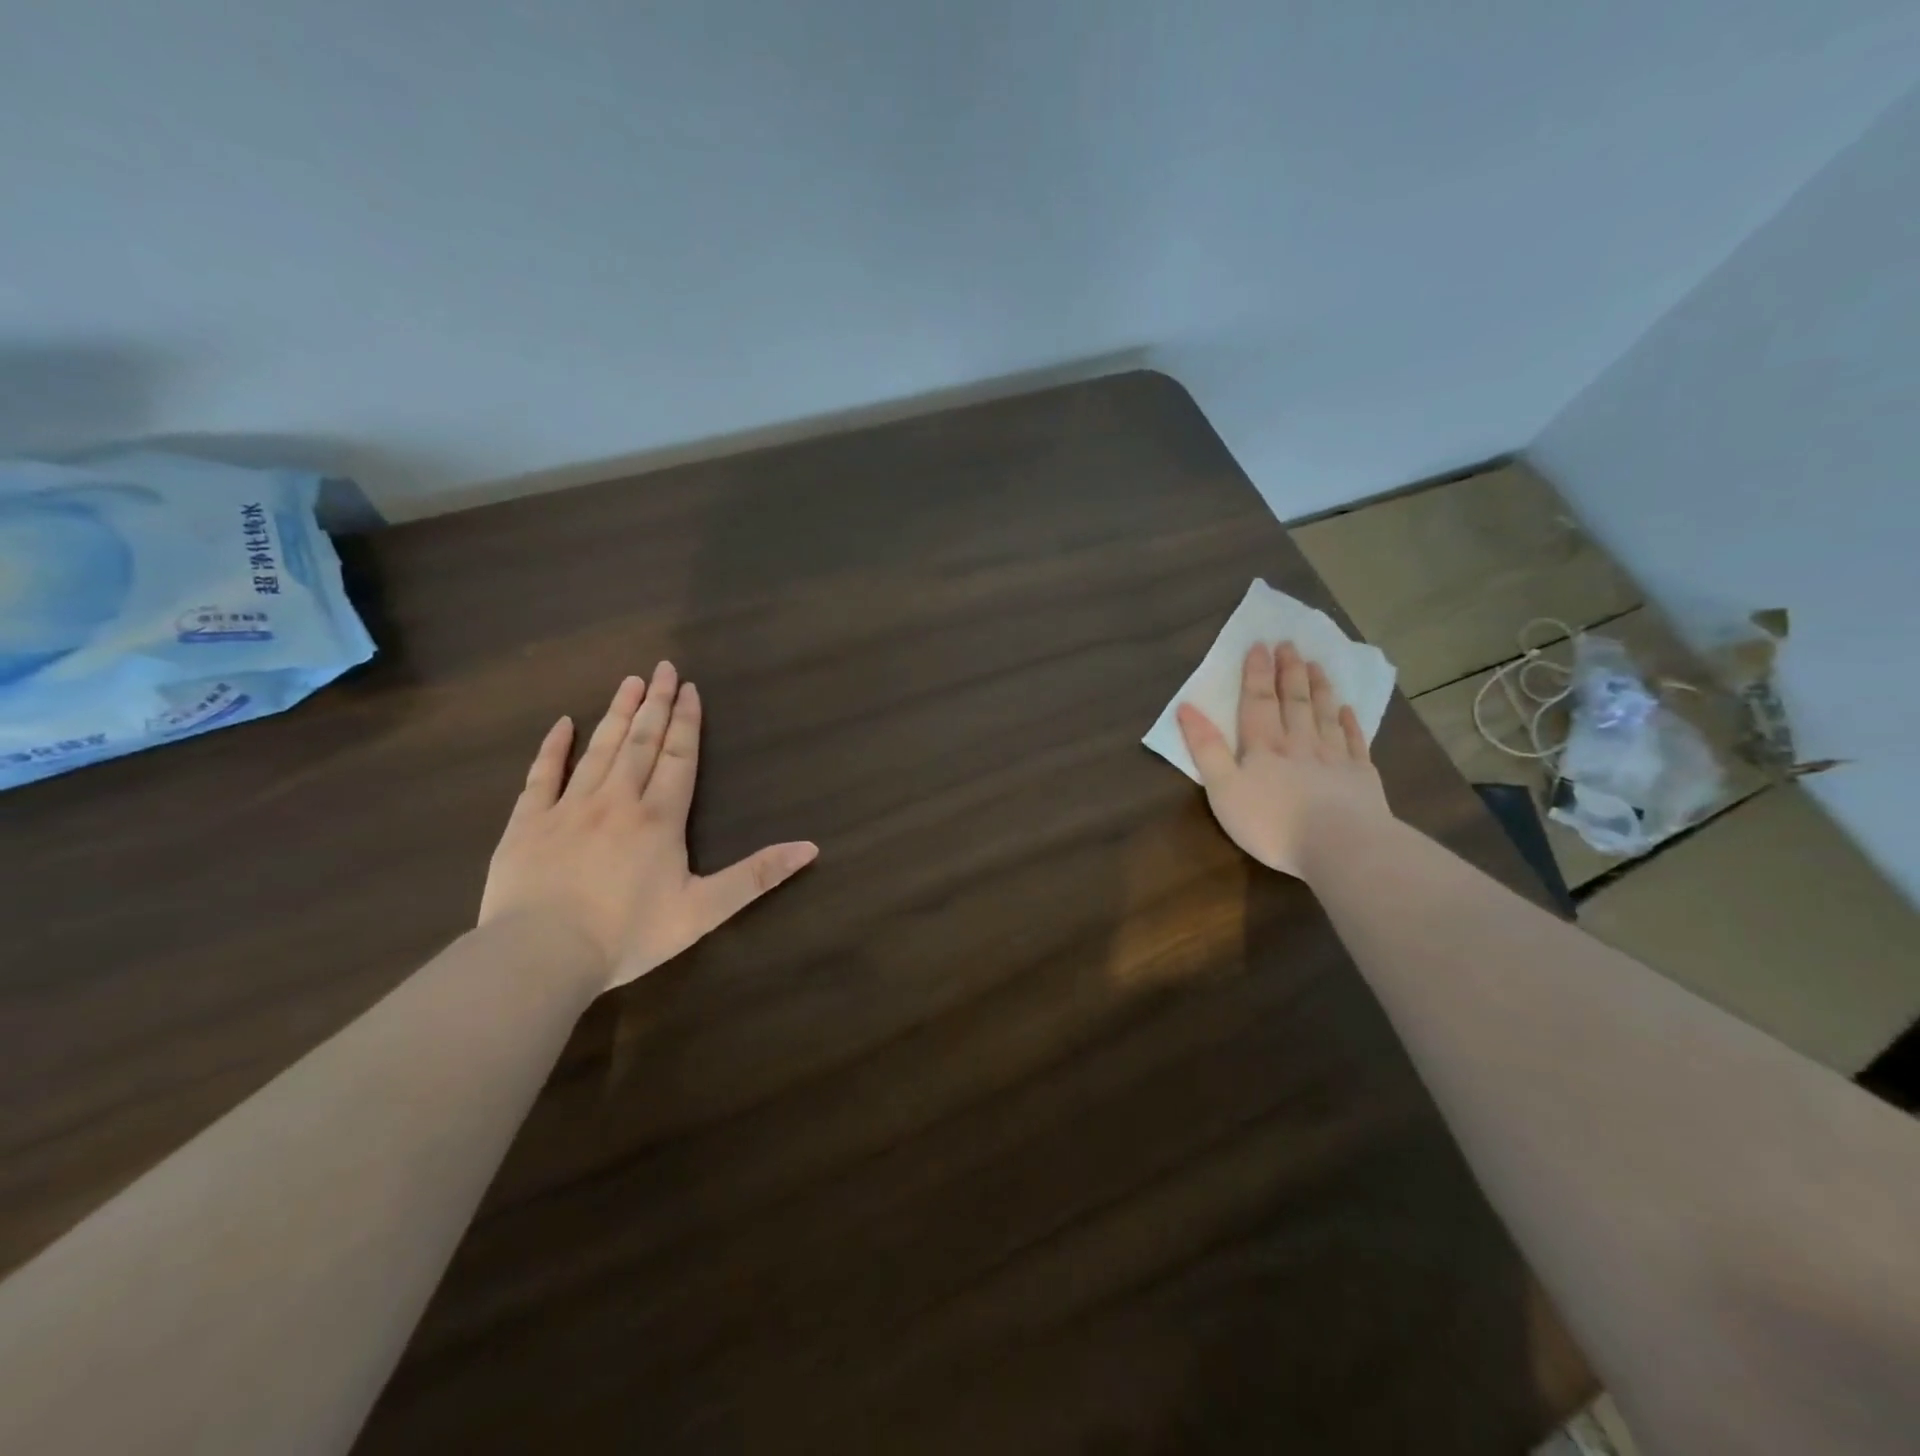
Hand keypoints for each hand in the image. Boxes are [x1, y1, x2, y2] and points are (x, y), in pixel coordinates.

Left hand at [479, 663, 818, 990]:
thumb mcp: (704, 911)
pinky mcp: (528, 823)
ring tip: (629, 682)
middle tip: (663, 668)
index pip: (679, 757)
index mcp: (659, 818)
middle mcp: (617, 801)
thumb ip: (756, 876)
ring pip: (598, 750)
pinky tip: (561, 725)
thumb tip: (810, 848)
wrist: (541, 956)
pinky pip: (541, 776)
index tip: (690, 688)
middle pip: (641, 742)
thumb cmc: (628, 935)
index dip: (687, 722)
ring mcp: (569, 808)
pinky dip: (552, 748)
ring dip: (616, 714)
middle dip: (656, 704)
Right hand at [1176, 641, 1390, 877]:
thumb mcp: (1224, 789)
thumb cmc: (1272, 822)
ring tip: (1316, 664)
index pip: (1257, 701)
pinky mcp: (1361, 777)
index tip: (1259, 645)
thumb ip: (1206, 749)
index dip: (1256, 673)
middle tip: (1289, 644)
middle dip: (1288, 672)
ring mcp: (1334, 758)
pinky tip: (1347, 710)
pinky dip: (1349, 722)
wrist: (1341, 846)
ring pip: (1323, 714)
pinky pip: (1354, 741)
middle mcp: (1299, 743)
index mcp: (1263, 746)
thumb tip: (1186, 707)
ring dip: (1318, 688)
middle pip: (1293, 701)